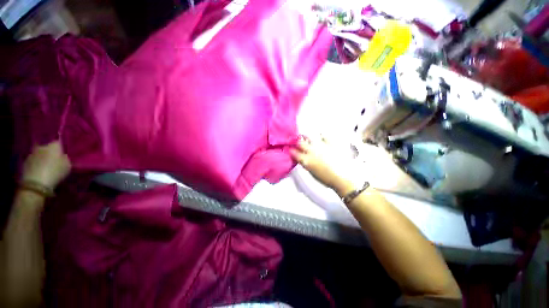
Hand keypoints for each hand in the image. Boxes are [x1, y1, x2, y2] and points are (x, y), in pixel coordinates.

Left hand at [21, 141, 70, 188]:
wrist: (36, 183)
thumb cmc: (55, 172)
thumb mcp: (67, 165)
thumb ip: (65, 158)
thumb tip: (63, 156)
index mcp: (53, 146)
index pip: (58, 143)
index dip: (61, 148)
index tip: (63, 153)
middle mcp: (42, 146)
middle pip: (46, 147)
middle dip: (49, 152)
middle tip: (53, 159)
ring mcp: (32, 154)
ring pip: (39, 154)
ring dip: (42, 158)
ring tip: (45, 166)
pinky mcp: (25, 162)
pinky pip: (33, 161)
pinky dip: (36, 164)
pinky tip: (39, 170)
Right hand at [290, 137, 355, 193]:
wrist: (343, 177)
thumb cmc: (326, 179)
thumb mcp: (312, 173)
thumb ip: (306, 164)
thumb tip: (302, 159)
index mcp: (306, 160)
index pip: (294, 152)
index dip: (291, 150)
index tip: (289, 148)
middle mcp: (311, 151)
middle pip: (300, 143)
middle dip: (296, 141)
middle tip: (295, 140)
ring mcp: (321, 145)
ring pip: (310, 137)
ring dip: (305, 136)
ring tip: (305, 136)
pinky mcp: (330, 143)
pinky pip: (324, 135)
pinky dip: (321, 135)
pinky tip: (320, 135)